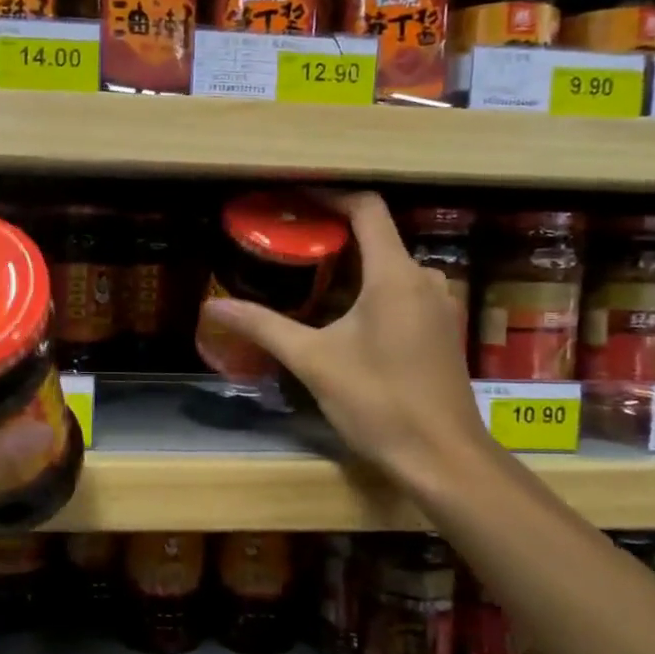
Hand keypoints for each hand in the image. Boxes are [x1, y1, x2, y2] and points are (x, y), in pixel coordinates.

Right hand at [200, 192, 492, 493]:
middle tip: (288, 244)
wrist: (442, 458)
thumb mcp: (313, 361)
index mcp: (395, 274)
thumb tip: (212, 306)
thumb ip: (263, 327)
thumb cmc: (379, 401)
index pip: (367, 209)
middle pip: (377, 237)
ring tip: (307, 279)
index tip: (294, 199)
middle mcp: (424, 279)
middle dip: (333, 236)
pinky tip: (341, 316)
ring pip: (390, 268)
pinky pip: (402, 292)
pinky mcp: (440, 330)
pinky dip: (370, 291)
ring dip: (351, 267)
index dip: (330, 195)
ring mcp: (438, 305)